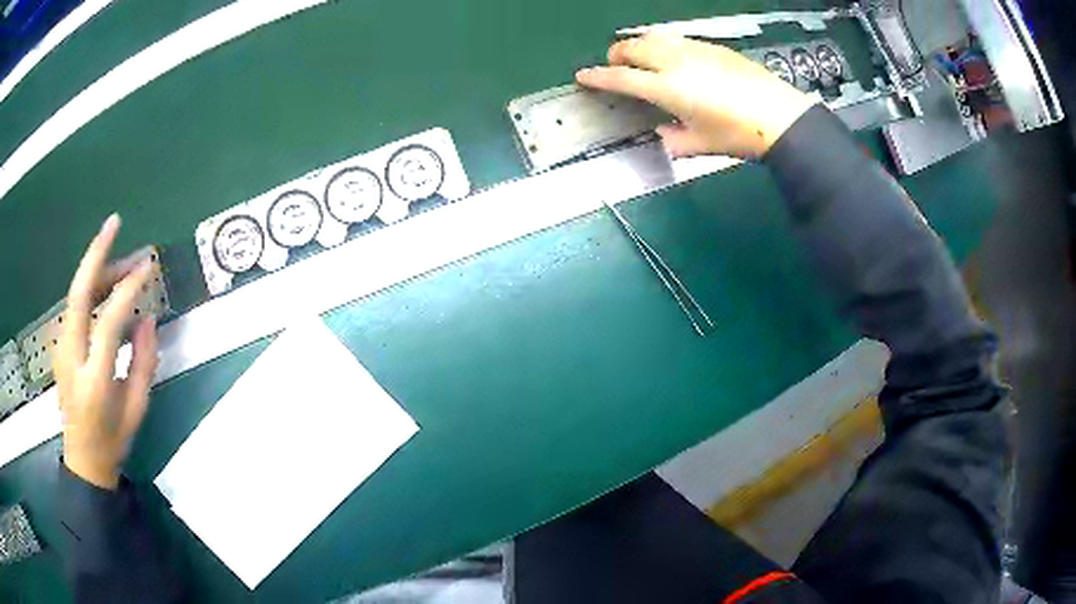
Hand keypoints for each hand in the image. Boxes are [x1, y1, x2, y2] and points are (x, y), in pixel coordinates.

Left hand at [56, 215, 158, 489]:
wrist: (83, 460)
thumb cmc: (113, 439)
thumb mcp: (137, 409)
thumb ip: (144, 362)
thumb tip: (148, 318)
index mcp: (94, 381)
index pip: (108, 322)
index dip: (128, 290)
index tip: (147, 269)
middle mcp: (72, 358)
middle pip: (78, 294)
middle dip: (95, 253)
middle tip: (114, 223)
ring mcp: (61, 349)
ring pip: (75, 294)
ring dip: (97, 270)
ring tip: (123, 263)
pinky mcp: (59, 345)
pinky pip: (75, 307)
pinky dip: (91, 288)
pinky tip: (106, 287)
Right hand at [576, 34, 818, 159]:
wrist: (780, 117)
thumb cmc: (739, 135)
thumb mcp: (701, 145)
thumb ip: (674, 139)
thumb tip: (663, 133)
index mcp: (667, 88)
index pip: (621, 77)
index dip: (597, 77)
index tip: (582, 76)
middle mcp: (675, 61)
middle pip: (632, 47)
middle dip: (616, 56)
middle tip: (616, 69)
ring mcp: (694, 49)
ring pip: (653, 36)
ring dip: (639, 46)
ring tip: (642, 60)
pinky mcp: (712, 46)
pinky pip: (677, 39)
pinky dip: (663, 45)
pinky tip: (674, 59)